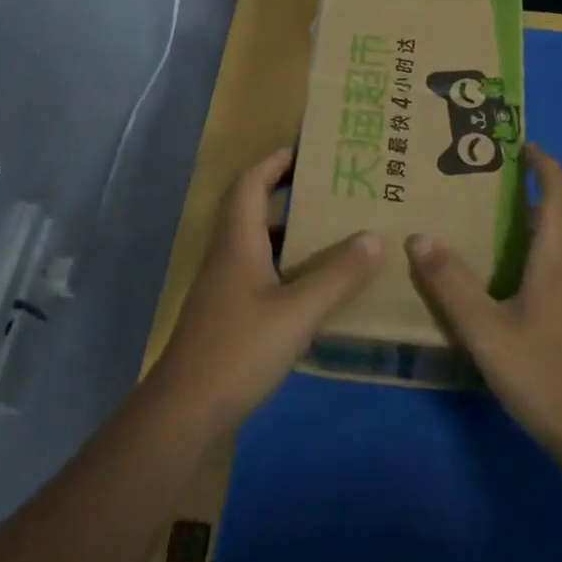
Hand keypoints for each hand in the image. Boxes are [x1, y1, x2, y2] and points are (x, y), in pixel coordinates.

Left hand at [152, 148, 384, 434]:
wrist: (185, 411)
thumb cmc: (238, 350)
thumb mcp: (297, 312)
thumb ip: (337, 275)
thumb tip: (375, 237)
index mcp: (238, 241)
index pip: (250, 182)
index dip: (275, 161)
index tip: (310, 150)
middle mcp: (228, 255)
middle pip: (253, 207)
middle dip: (289, 191)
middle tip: (333, 188)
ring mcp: (226, 286)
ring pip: (259, 242)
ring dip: (292, 230)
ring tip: (335, 228)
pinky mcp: (230, 313)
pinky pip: (262, 272)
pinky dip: (289, 265)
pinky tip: (318, 283)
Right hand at [405, 145, 561, 464]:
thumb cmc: (545, 375)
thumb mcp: (485, 331)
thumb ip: (450, 284)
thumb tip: (418, 237)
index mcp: (560, 257)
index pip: (561, 191)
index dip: (544, 163)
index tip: (519, 146)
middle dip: (554, 187)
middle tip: (514, 184)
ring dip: (559, 218)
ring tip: (516, 222)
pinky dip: (559, 249)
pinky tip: (526, 274)